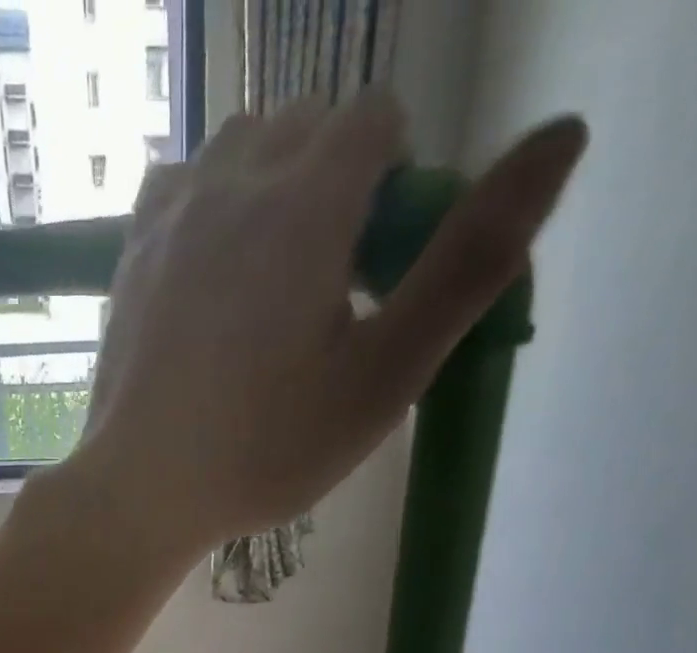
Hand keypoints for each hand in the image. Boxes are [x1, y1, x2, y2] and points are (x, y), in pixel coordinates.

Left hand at [71, 94, 587, 553]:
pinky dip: (209, 204)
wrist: (145, 489)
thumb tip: (565, 135)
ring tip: (270, 280)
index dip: (396, 182)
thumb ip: (469, 260)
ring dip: (272, 185)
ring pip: (241, 145)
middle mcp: (235, 179)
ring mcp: (172, 212)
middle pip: (310, 125)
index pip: (378, 120)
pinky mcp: (131, 252)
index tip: (381, 265)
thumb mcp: (384, 375)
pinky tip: (211, 269)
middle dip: (337, 182)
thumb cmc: (266, 449)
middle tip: (329, 284)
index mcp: (308, 201)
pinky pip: (180, 183)